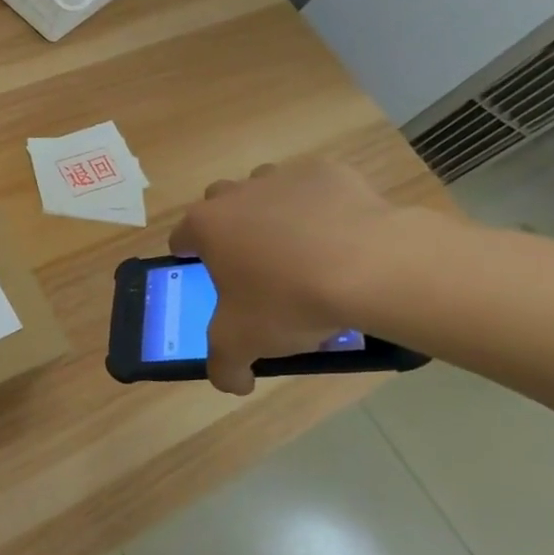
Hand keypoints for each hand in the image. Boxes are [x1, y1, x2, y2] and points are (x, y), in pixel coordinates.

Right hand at [167, 159, 403, 394]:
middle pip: (219, 204)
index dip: (190, 258)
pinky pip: (317, 189)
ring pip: (265, 188)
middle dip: (230, 228)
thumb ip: (224, 366)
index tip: (208, 278)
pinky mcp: (330, 172)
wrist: (372, 268)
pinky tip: (342, 238)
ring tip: (300, 249)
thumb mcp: (243, 344)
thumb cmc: (289, 301)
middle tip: (255, 264)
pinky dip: (322, 208)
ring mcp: (283, 177)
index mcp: (206, 226)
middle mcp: (236, 193)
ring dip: (272, 211)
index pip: (181, 237)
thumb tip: (231, 382)